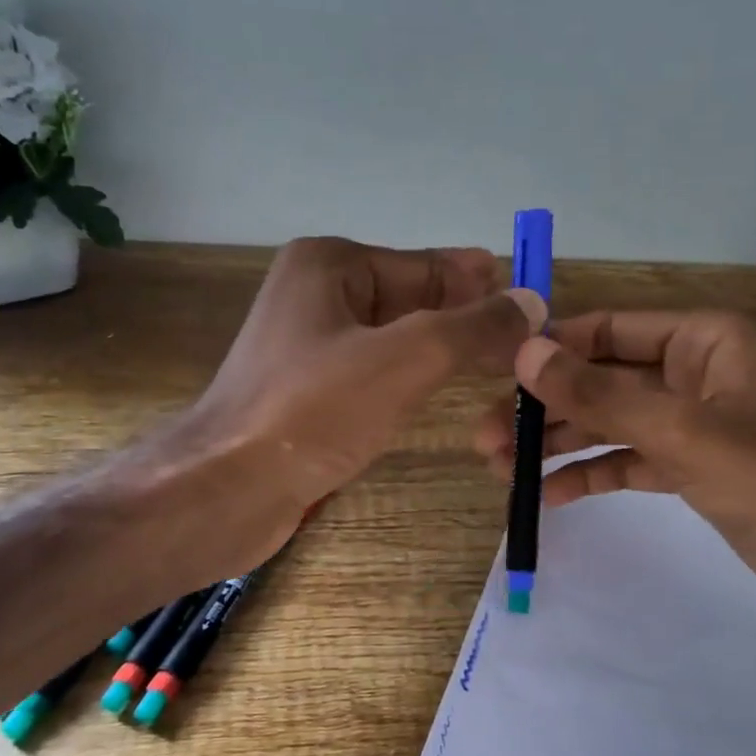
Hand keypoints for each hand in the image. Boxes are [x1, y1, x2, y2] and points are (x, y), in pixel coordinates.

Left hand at [168, 237, 544, 569]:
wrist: (225, 489)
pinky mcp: (307, 392)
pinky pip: (375, 373)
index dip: (480, 283)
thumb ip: (472, 328)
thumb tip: (531, 302)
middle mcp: (316, 294)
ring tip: (499, 363)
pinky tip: (443, 392)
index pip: (426, 266)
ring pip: (395, 339)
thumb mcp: (405, 359)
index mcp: (330, 265)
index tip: (530, 298)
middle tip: (525, 339)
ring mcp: (309, 346)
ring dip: (443, 350)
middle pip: (412, 299)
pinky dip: (412, 379)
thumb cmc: (313, 411)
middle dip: (465, 318)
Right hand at [472, 310, 755, 647]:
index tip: (494, 374)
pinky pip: (628, 462)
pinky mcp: (692, 470)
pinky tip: (545, 497)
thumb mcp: (684, 434)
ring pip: (610, 423)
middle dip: (545, 407)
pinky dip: (589, 476)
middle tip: (483, 439)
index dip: (552, 348)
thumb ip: (601, 395)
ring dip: (558, 444)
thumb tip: (523, 354)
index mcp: (706, 340)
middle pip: (603, 379)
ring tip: (499, 470)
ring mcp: (693, 424)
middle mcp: (696, 372)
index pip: (611, 329)